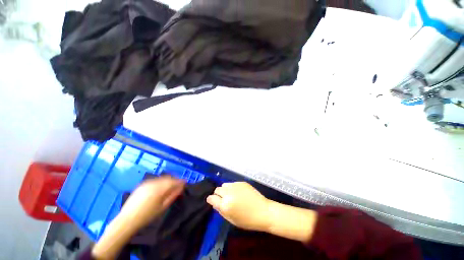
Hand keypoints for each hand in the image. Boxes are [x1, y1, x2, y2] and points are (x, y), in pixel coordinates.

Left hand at [92, 176, 184, 259]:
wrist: (127, 220)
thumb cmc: (147, 216)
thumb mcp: (163, 207)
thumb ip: (173, 195)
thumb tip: (181, 187)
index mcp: (159, 189)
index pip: (173, 181)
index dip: (180, 181)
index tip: (185, 182)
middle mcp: (153, 183)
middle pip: (168, 178)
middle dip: (174, 180)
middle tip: (179, 184)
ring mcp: (146, 183)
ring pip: (161, 178)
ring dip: (168, 180)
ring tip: (170, 185)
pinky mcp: (142, 185)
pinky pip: (154, 180)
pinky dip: (160, 181)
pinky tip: (160, 187)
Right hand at [206, 182, 270, 231]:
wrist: (263, 211)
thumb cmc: (247, 220)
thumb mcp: (231, 220)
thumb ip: (221, 211)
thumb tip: (214, 203)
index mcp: (225, 204)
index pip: (211, 198)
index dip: (211, 200)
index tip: (213, 201)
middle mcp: (229, 193)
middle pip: (217, 189)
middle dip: (218, 194)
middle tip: (224, 200)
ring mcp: (236, 186)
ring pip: (224, 185)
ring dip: (225, 190)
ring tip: (231, 195)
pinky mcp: (242, 182)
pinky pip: (232, 183)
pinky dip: (233, 188)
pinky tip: (239, 193)